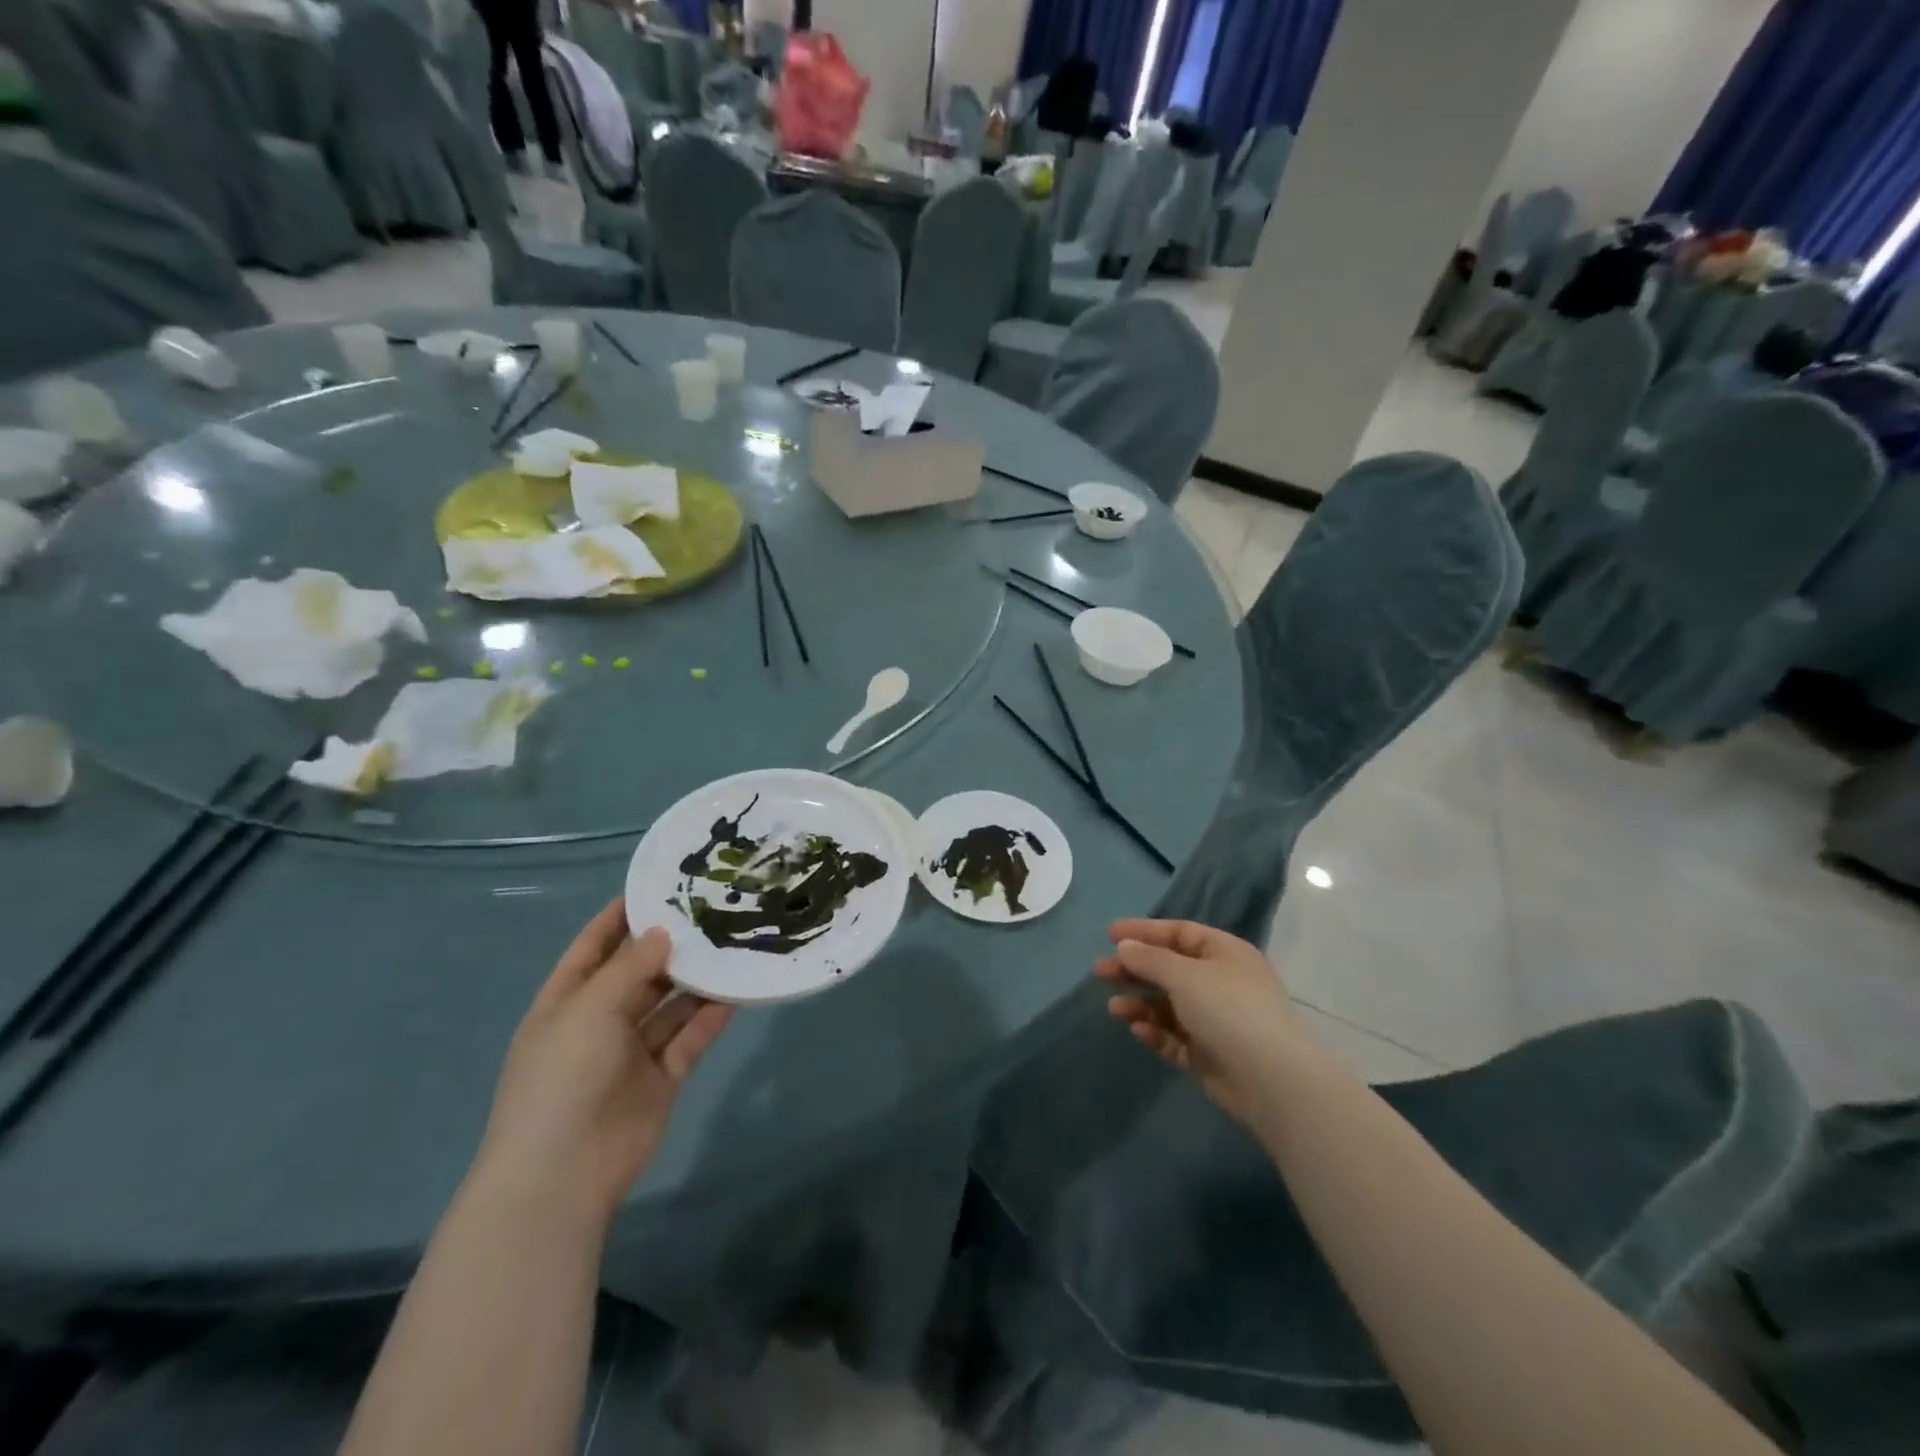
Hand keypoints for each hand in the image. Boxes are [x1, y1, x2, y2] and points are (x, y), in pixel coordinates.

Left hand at [474, 900, 732, 1226]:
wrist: (562, 1174)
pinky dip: (711, 1017)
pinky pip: (690, 1038)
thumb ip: (630, 967)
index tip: (656, 887)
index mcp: (567, 1002)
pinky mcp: (662, 1078)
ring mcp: (631, 1052)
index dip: (619, 917)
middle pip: (639, 974)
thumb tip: (663, 932)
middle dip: (669, 946)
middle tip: (712, 912)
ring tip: (733, 945)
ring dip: (696, 980)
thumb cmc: (562, 1077)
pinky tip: (738, 991)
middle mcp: (600, 1022)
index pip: (593, 948)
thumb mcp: (589, 1009)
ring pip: (670, 1005)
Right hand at [1095, 918, 1305, 1124]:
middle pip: (1169, 968)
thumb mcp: (1185, 975)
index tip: (1110, 935)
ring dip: (1141, 1003)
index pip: (1179, 933)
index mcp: (1224, 953)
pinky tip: (1138, 1030)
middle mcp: (1221, 981)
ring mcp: (1216, 1019)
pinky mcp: (1210, 1053)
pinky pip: (1175, 1035)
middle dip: (1135, 969)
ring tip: (1115, 1008)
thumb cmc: (1229, 1011)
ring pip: (1169, 1004)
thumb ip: (1150, 959)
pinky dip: (1156, 1031)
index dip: (1144, 932)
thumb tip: (1124, 947)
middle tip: (1100, 972)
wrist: (1271, 1081)